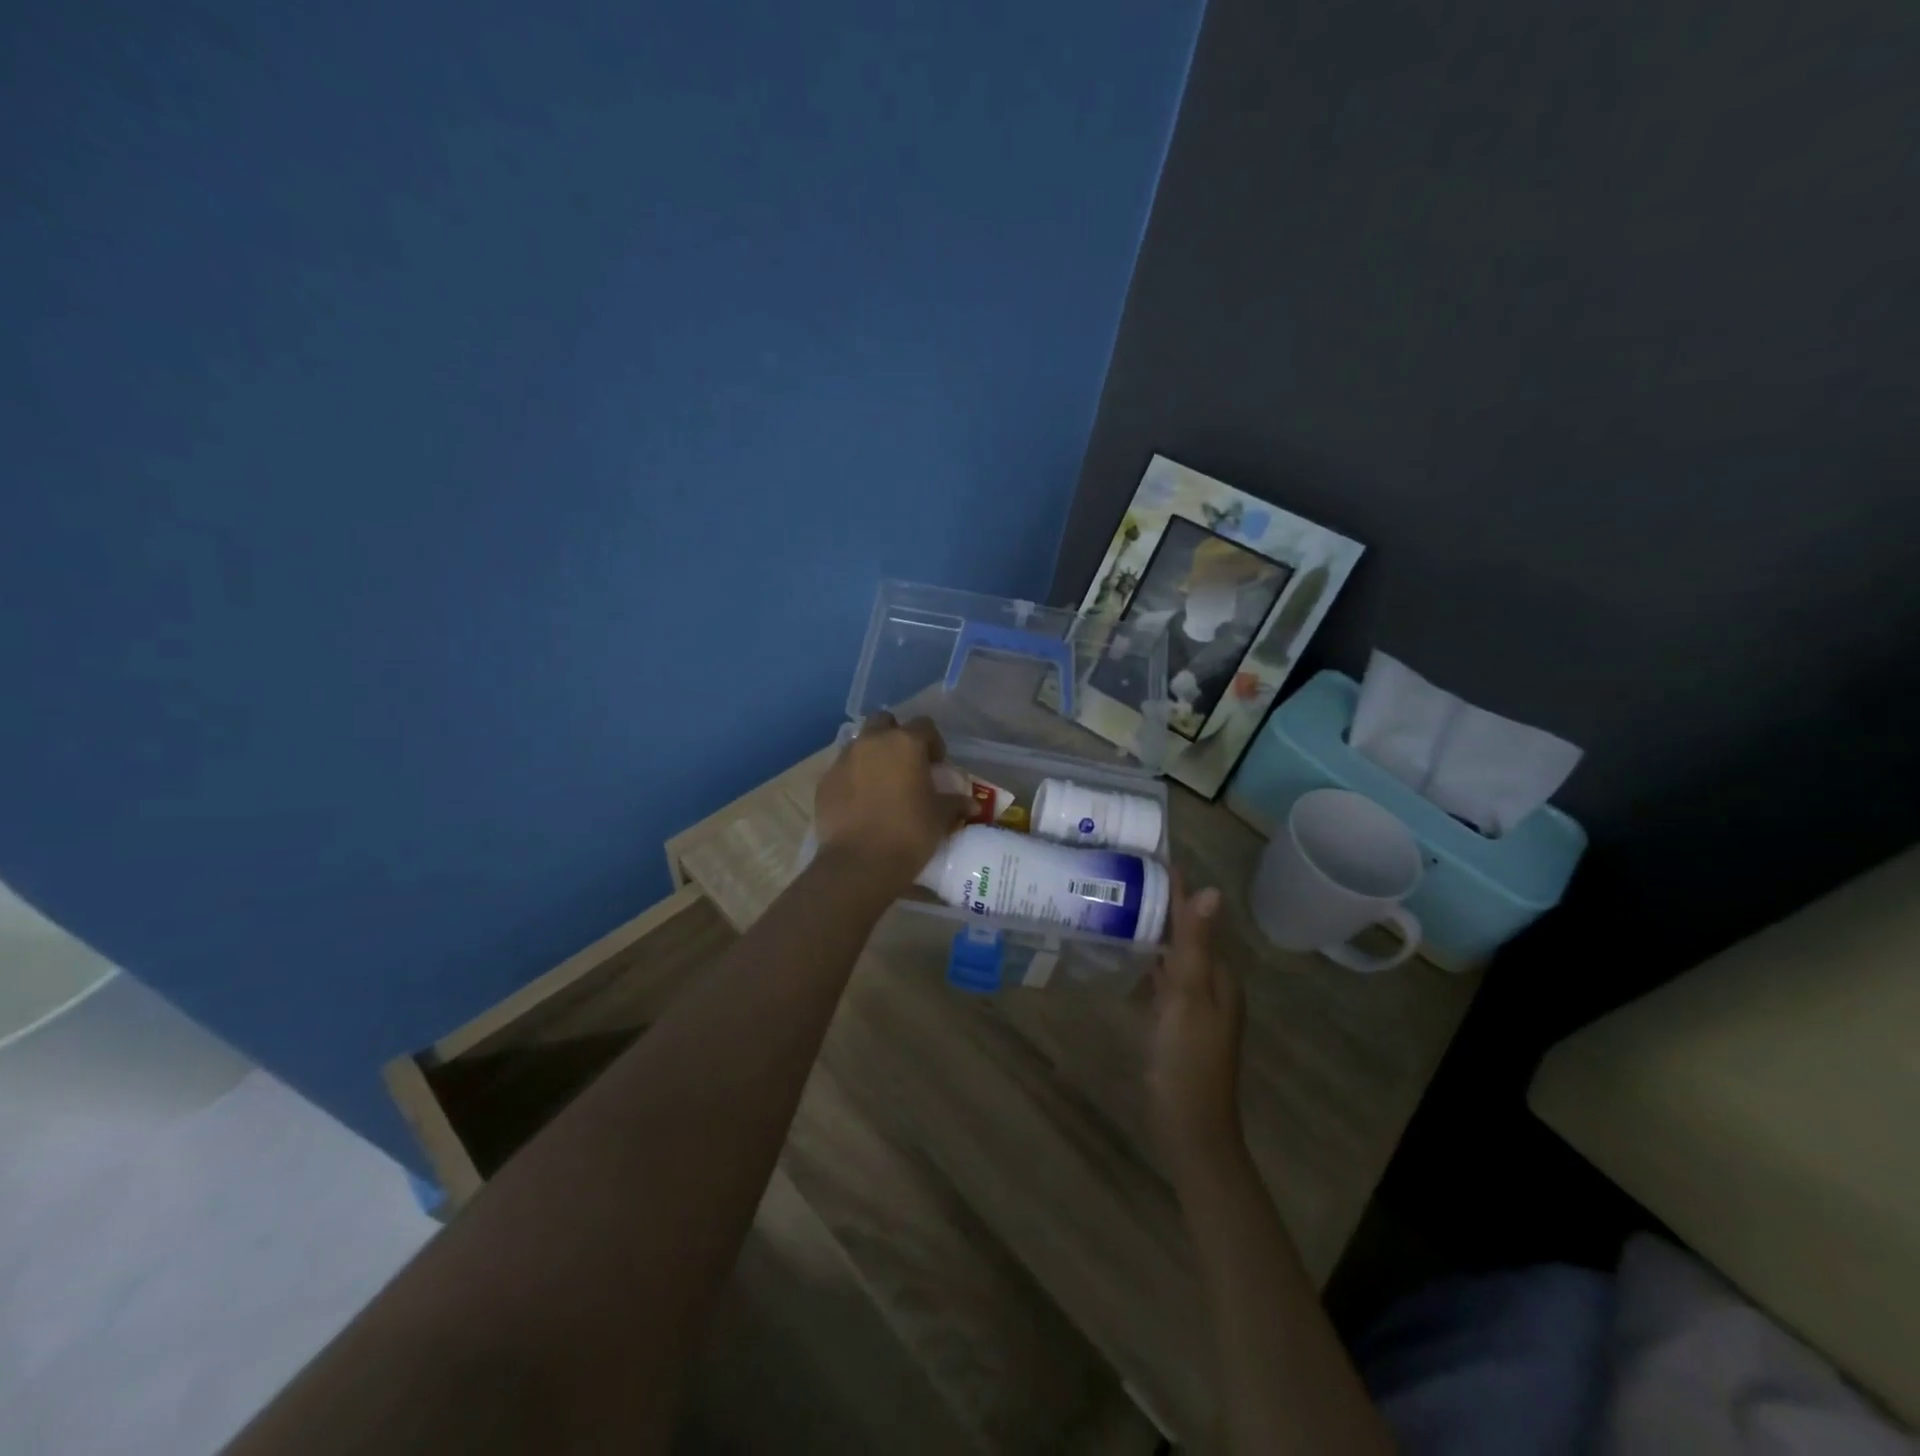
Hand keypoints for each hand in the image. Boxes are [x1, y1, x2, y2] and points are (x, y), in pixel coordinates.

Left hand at [814, 713, 970, 892]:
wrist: (859, 863)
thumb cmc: (909, 833)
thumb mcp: (939, 818)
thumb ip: (954, 803)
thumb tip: (970, 804)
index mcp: (905, 743)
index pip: (924, 726)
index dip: (933, 742)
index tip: (937, 764)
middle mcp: (872, 742)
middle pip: (884, 722)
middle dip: (895, 736)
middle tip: (906, 763)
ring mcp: (844, 760)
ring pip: (860, 744)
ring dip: (872, 756)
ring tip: (881, 784)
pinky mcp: (824, 782)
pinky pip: (842, 770)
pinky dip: (853, 778)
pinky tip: (860, 803)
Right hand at [1147, 873, 1246, 1178]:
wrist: (1189, 1128)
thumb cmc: (1187, 1060)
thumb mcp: (1188, 998)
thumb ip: (1194, 945)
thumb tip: (1210, 889)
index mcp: (1219, 975)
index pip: (1196, 918)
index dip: (1176, 889)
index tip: (1149, 856)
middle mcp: (1211, 984)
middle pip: (1186, 934)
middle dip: (1161, 905)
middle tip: (1123, 874)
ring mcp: (1195, 1005)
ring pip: (1174, 955)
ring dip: (1154, 931)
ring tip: (1120, 903)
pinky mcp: (1177, 1022)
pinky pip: (1164, 978)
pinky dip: (1150, 960)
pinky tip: (1129, 953)